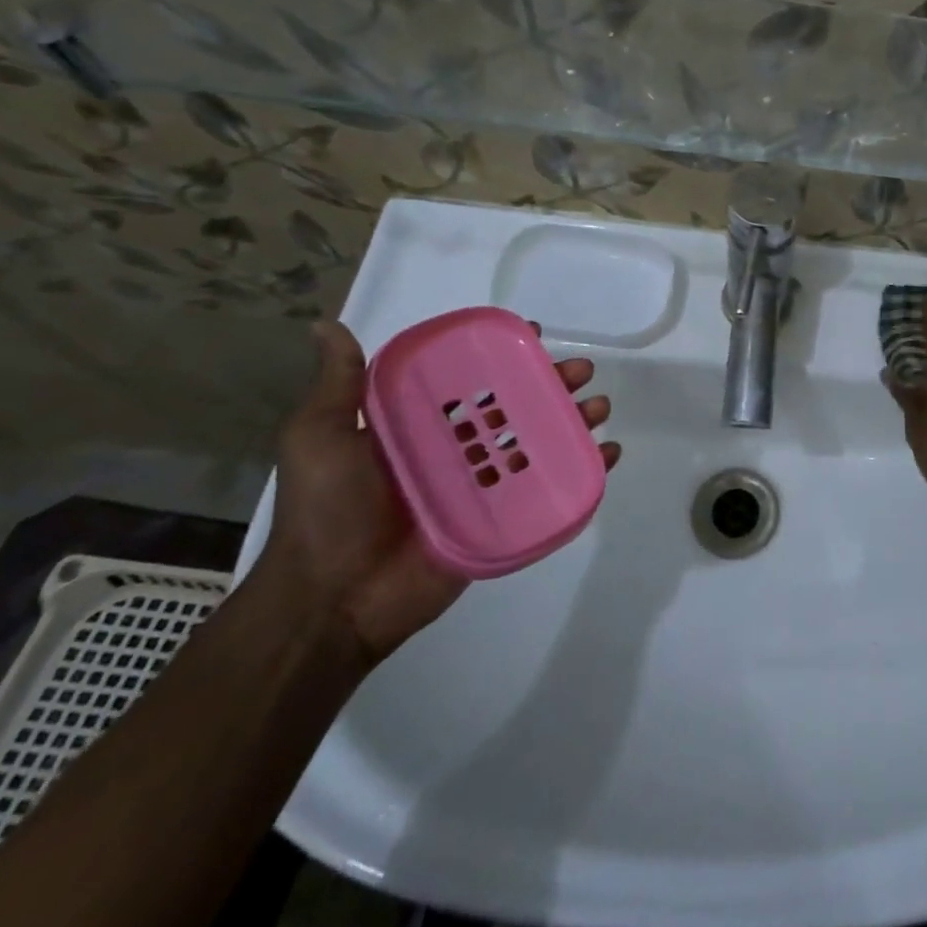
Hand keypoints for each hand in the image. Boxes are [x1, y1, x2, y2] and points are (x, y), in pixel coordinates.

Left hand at [258, 319, 620, 663]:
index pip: (471, 380)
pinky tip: (607, 453)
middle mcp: (457, 450)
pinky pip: (550, 489)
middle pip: (517, 406)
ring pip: (539, 442)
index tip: (531, 333)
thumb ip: (337, 386)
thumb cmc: (326, 512)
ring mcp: (484, 486)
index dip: (503, 354)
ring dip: (574, 420)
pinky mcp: (503, 520)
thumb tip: (326, 325)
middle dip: (553, 383)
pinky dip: (584, 470)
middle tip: (581, 371)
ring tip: (598, 407)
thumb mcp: (319, 439)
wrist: (332, 601)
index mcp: (421, 426)